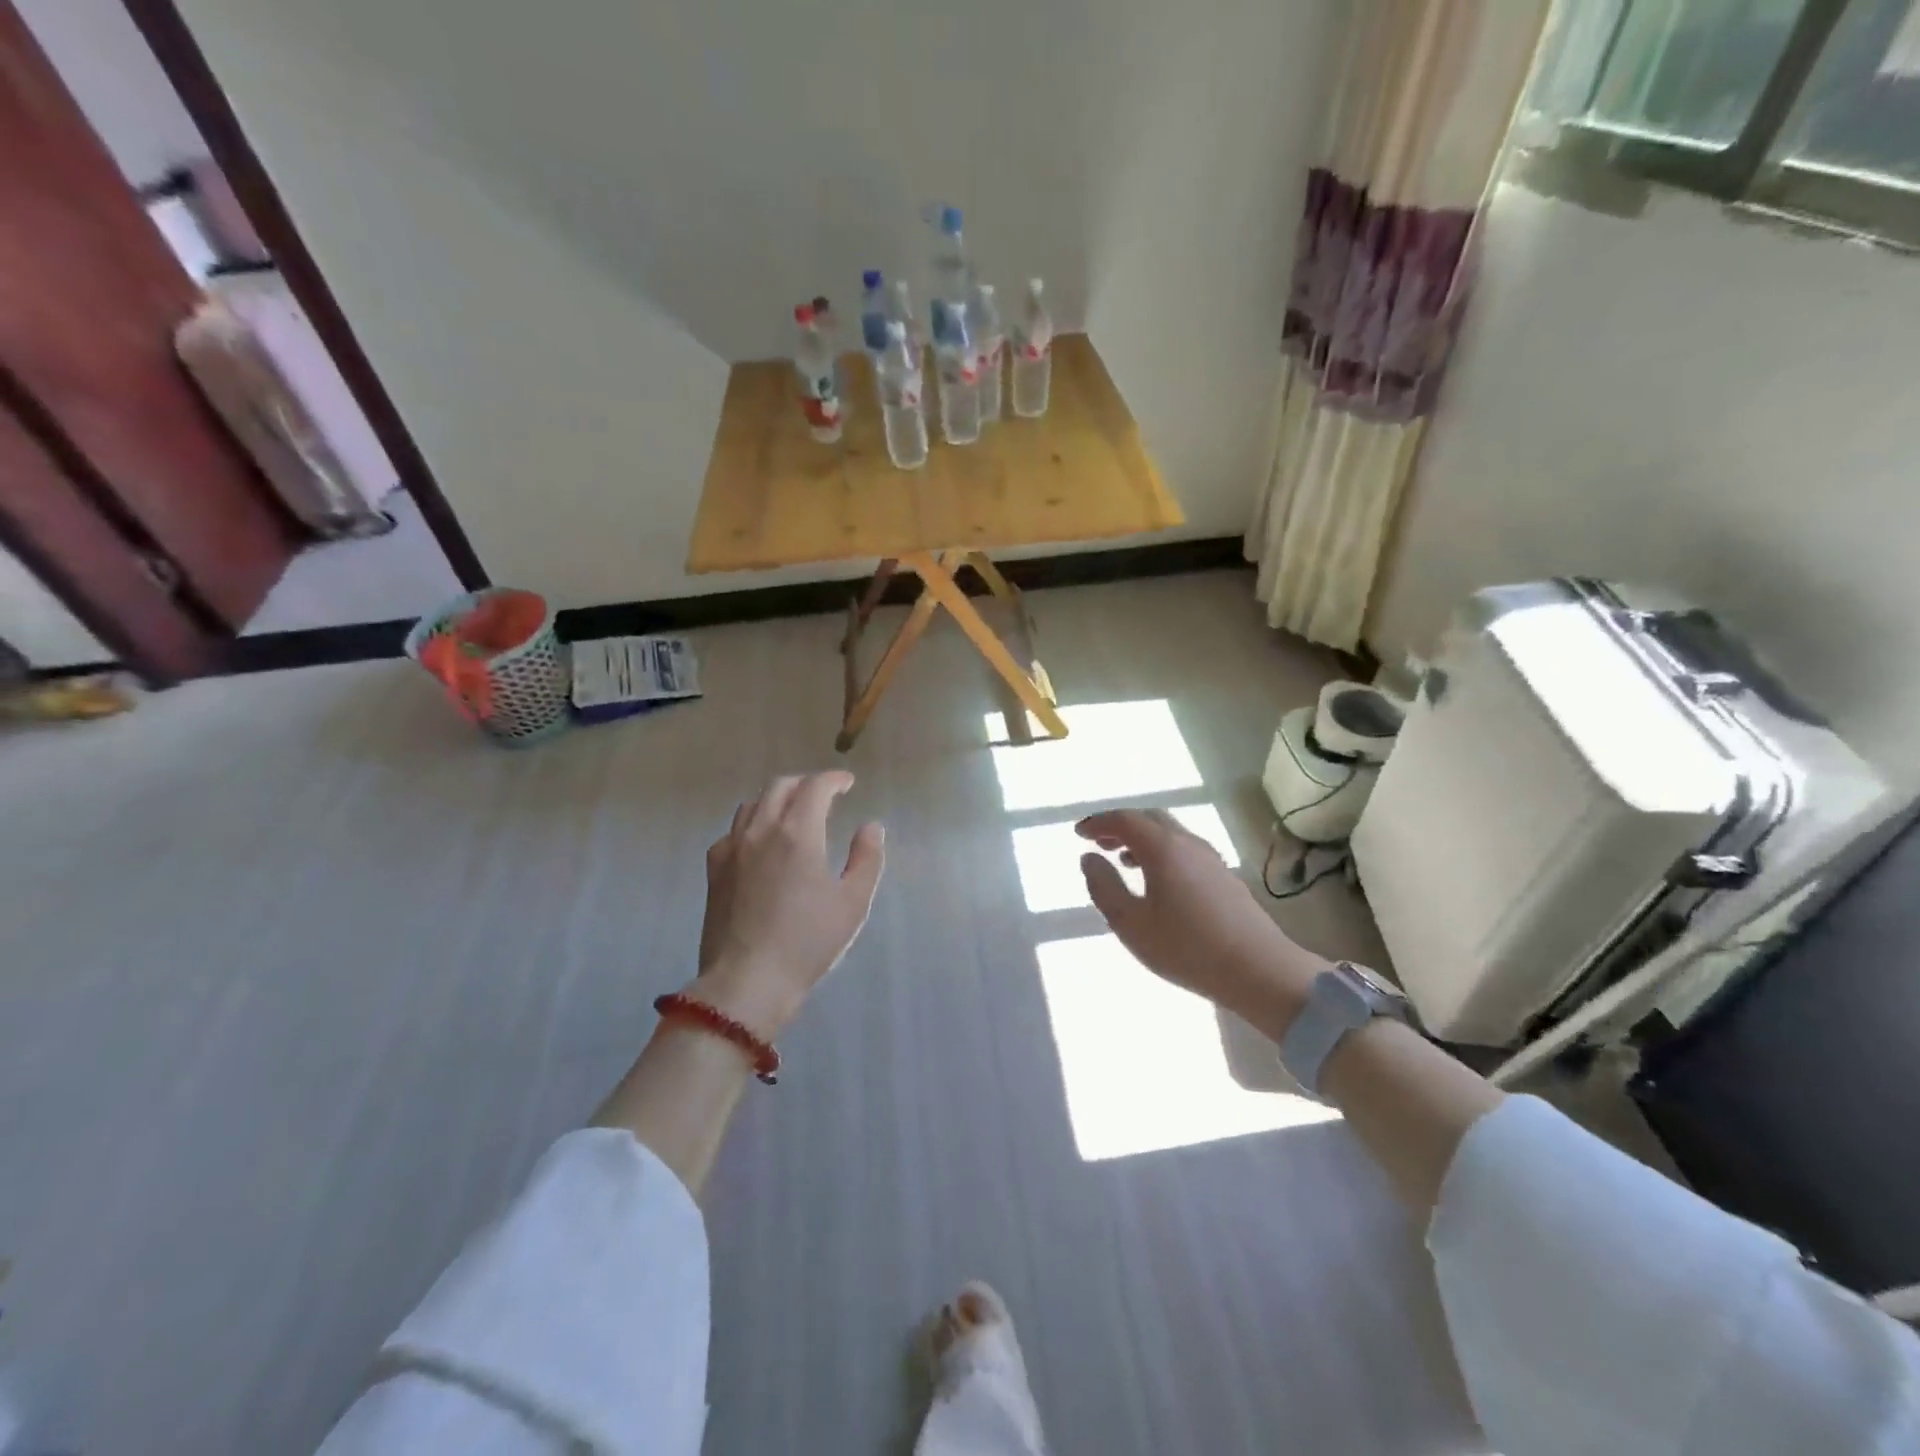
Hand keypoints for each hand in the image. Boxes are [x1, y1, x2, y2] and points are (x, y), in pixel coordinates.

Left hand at [691, 772, 885, 1035]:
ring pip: (753, 804)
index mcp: (798, 833)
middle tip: (825, 795)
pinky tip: (761, 843)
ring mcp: (732, 848)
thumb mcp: (852, 903)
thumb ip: (866, 858)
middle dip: (806, 784)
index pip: (815, 786)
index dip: (834, 779)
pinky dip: (752, 824)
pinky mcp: (714, 869)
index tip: (847, 783)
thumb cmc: (807, 942)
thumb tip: (870, 827)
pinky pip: (733, 830)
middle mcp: (761, 830)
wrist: (747, 981)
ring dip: (777, 799)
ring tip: (793, 814)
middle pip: (780, 786)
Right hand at [1075, 809, 1323, 1024]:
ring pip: (1170, 834)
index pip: (1124, 819)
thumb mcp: (1130, 923)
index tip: (1079, 833)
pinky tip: (1157, 881)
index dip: (1099, 822)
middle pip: (1149, 819)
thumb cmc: (1186, 947)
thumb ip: (1104, 887)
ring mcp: (1210, 858)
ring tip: (1123, 861)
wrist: (1259, 970)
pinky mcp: (1224, 877)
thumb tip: (1089, 858)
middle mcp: (1188, 843)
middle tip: (1099, 842)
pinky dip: (1161, 853)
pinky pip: (1184, 850)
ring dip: (1142, 839)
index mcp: (1163, 848)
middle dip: (1120, 826)